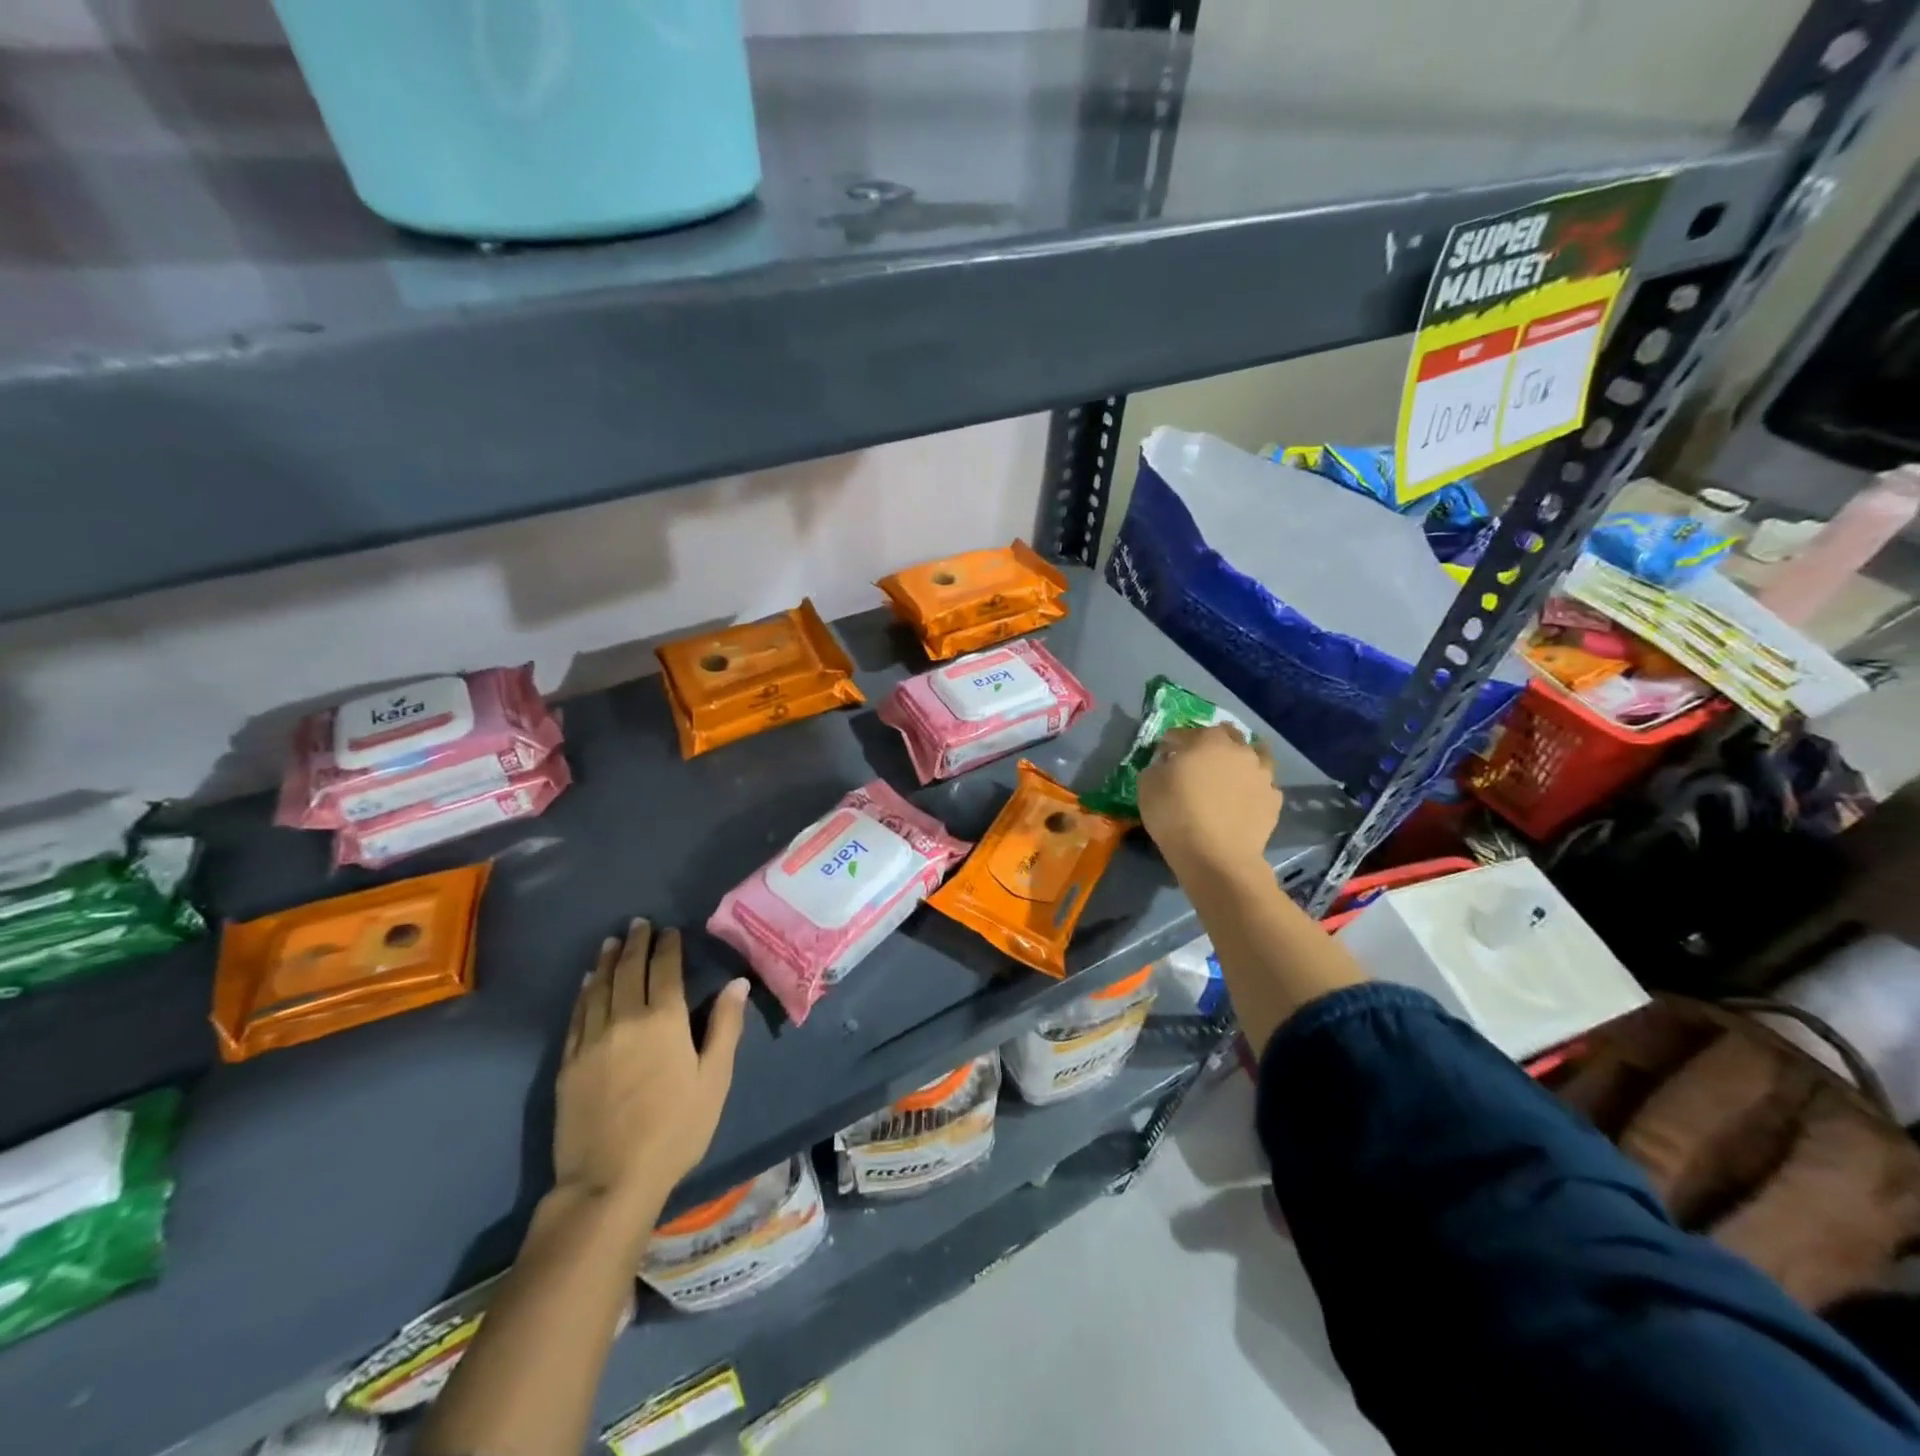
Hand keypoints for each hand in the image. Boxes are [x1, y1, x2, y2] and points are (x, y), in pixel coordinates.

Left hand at [553, 919, 748, 1212]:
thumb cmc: (675, 1129)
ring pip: (598, 988)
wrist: (609, 1181)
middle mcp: (625, 1020)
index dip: (667, 947)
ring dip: (606, 961)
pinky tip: (586, 984)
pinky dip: (583, 993)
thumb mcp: (714, 1080)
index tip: (670, 930)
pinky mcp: (569, 1064)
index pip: (665, 970)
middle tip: (639, 924)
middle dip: (635, 944)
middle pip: (628, 971)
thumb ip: (724, 1027)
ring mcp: (592, 1041)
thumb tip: (737, 983)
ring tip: (611, 942)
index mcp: (664, 1021)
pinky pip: (577, 1016)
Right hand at [1137, 723, 1282, 877]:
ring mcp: (1262, 774)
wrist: (1215, 856)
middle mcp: (1239, 750)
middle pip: (1226, 735)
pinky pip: (1263, 785)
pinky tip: (1244, 799)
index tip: (1163, 756)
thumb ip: (1157, 766)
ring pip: (1255, 756)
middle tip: (1198, 761)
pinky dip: (1253, 787)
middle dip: (1211, 742)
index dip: (1169, 744)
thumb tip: (1168, 764)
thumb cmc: (1175, 815)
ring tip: (1230, 775)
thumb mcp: (1147, 786)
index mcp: (1206, 740)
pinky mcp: (1274, 800)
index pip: (1182, 733)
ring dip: (1241, 760)